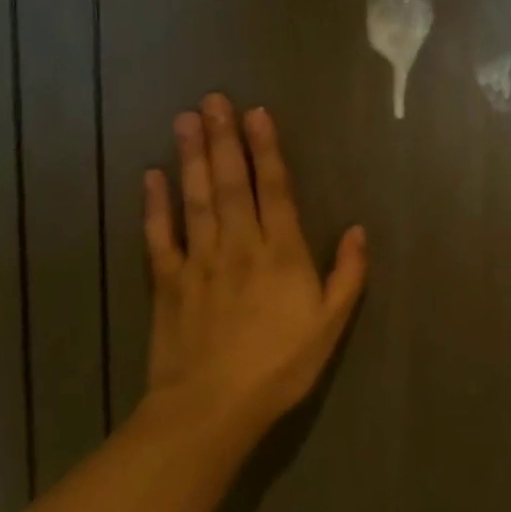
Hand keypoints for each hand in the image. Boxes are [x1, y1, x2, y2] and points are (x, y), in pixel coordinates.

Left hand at [141, 94, 367, 445]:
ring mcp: (199, 262)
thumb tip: (358, 229)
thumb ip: (348, 274)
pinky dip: (155, 206)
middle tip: (214, 100)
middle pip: (231, 183)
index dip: (266, 149)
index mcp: (281, 253)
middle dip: (223, 139)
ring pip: (196, 200)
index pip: (274, 189)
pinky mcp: (168, 284)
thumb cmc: (280, 366)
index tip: (257, 113)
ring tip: (186, 120)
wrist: (210, 411)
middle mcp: (239, 245)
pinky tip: (151, 176)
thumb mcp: (331, 325)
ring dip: (191, 158)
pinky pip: (160, 238)